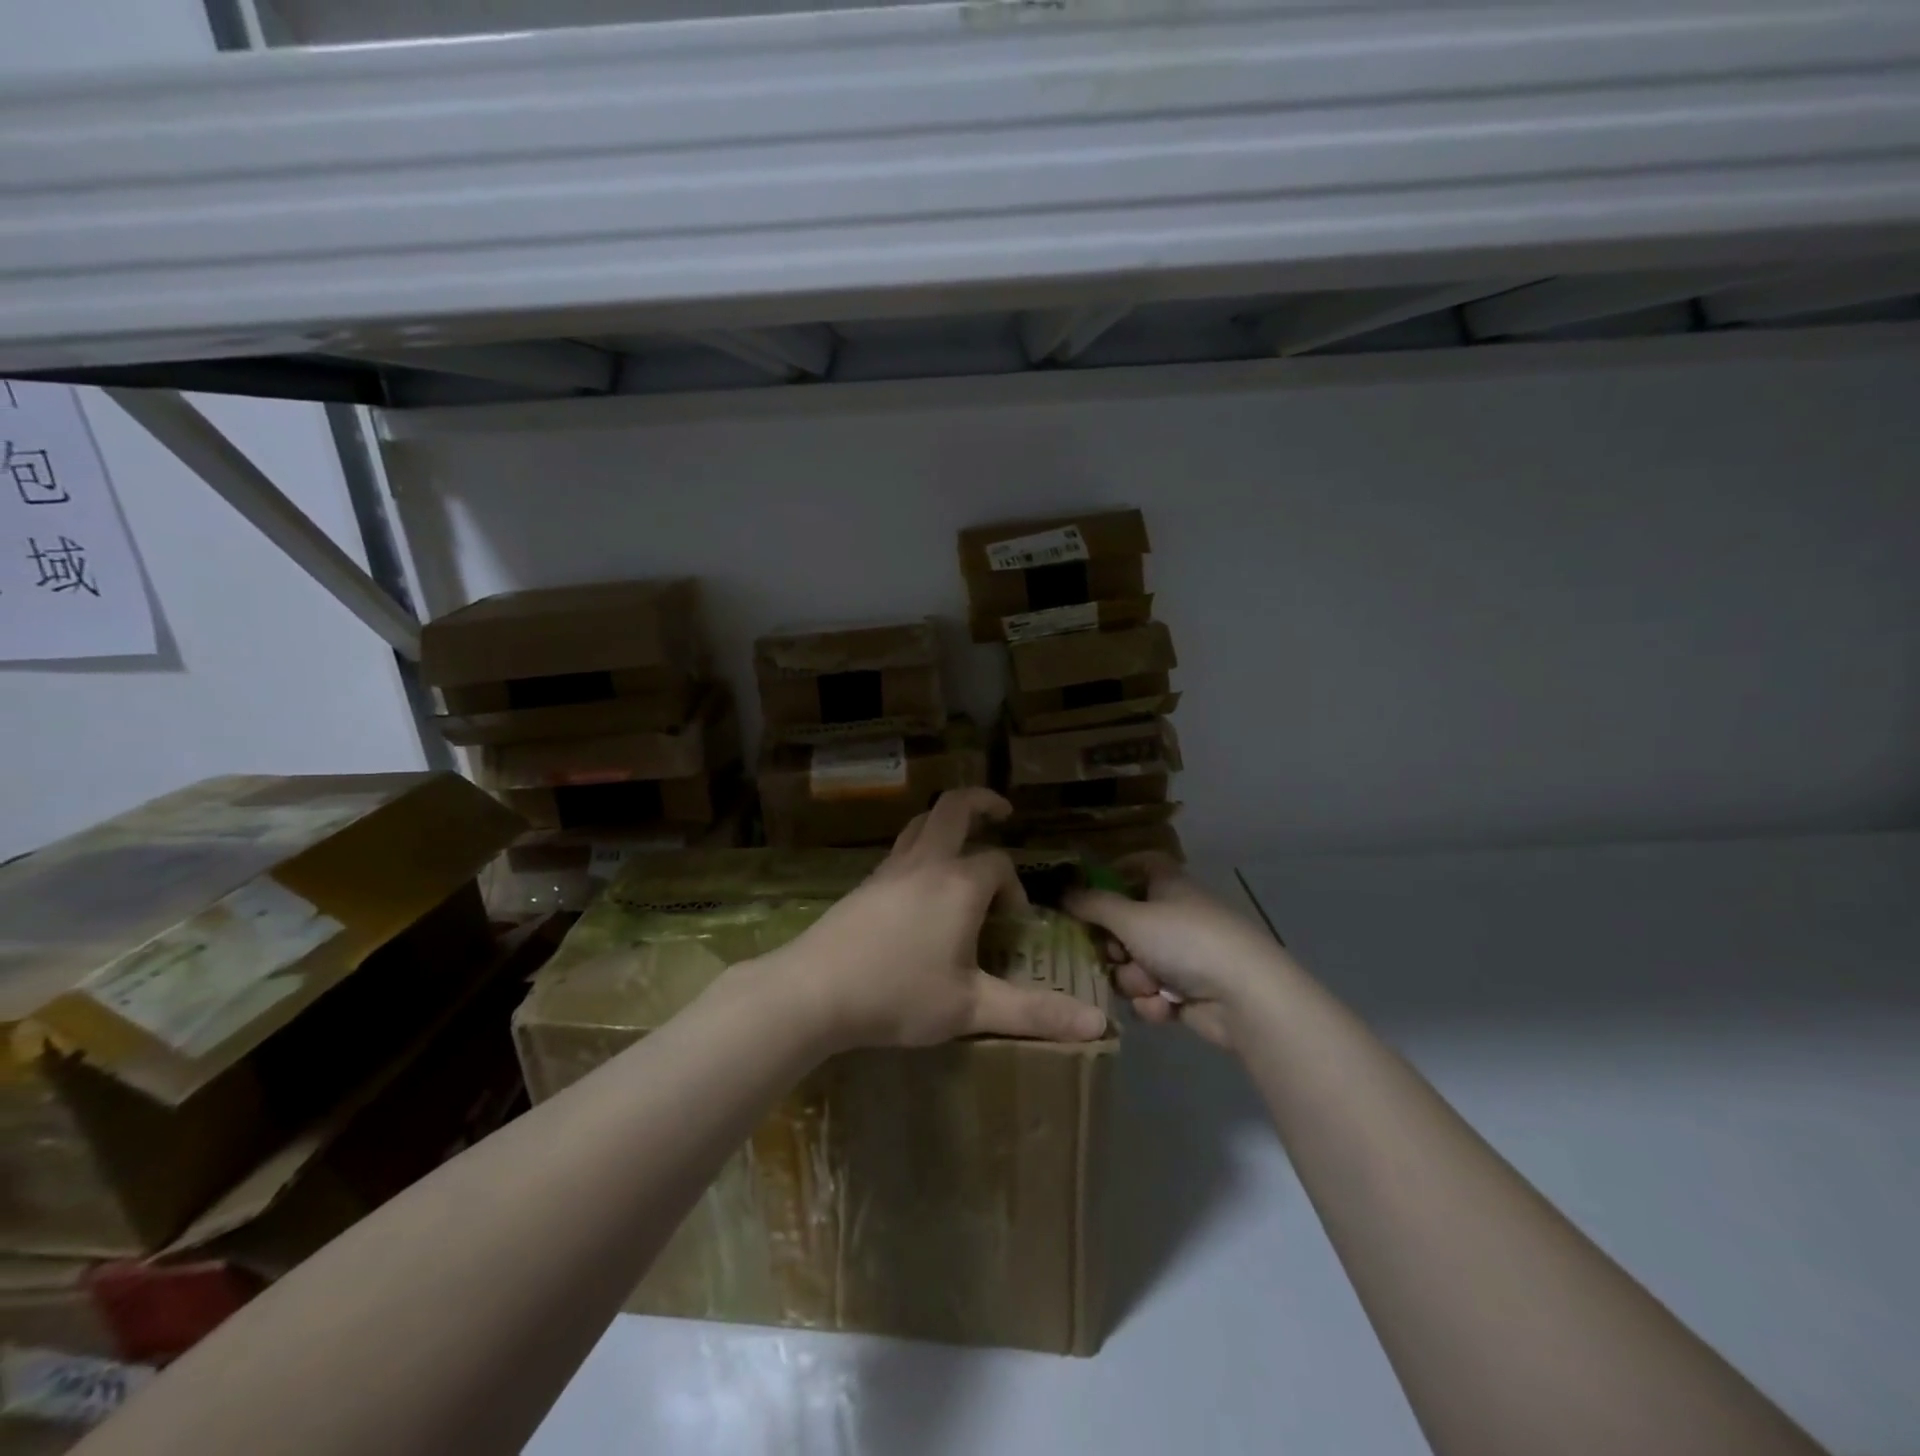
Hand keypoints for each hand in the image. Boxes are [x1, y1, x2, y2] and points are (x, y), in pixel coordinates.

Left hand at [771, 788, 1111, 1051]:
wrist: (813, 990)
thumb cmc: (898, 995)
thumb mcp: (971, 1008)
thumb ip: (1034, 1012)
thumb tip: (1097, 1024)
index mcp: (959, 884)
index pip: (999, 865)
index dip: (1014, 888)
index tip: (1014, 923)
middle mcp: (926, 863)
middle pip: (954, 809)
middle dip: (982, 802)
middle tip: (1002, 812)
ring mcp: (890, 869)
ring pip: (921, 823)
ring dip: (947, 821)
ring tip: (963, 838)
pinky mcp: (865, 883)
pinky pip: (901, 848)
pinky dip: (921, 845)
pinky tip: (921, 882)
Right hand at [1064, 853, 1289, 1048]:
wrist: (1245, 996)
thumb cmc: (1185, 940)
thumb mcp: (1131, 918)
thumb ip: (1092, 905)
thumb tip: (1062, 892)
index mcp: (1168, 885)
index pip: (1140, 865)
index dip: (1114, 874)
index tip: (1087, 893)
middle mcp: (1175, 916)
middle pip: (1127, 924)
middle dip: (1115, 946)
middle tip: (1109, 954)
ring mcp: (1184, 956)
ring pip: (1135, 964)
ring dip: (1134, 979)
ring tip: (1147, 986)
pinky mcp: (1190, 992)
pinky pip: (1154, 993)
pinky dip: (1155, 1001)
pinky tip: (1165, 1007)